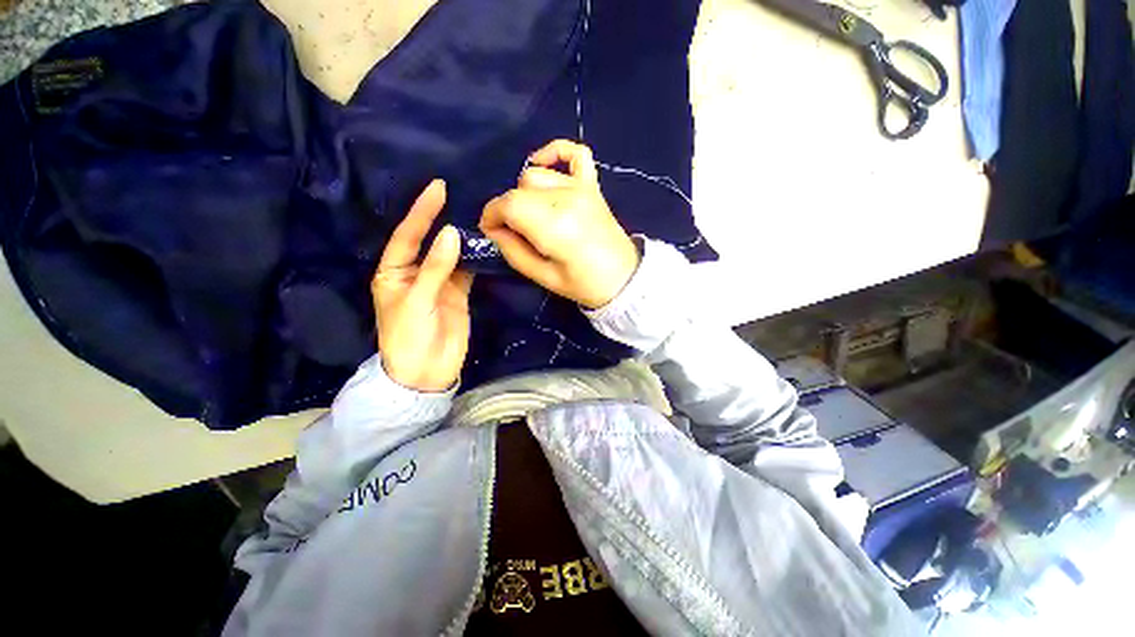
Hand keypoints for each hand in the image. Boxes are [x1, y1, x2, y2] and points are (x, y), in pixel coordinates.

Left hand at [372, 180, 472, 391]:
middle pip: (430, 241)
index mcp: (393, 273)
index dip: (421, 212)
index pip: (407, 236)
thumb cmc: (409, 337)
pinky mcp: (458, 294)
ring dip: (463, 238)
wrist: (427, 373)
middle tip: (460, 194)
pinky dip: (476, 258)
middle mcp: (416, 273)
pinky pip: (467, 271)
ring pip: (452, 255)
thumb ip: (436, 267)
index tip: (438, 188)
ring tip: (478, 215)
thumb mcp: (417, 301)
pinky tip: (486, 244)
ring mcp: (440, 284)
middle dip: (442, 219)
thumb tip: (453, 233)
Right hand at [479, 140, 639, 308]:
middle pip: (519, 189)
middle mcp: (566, 198)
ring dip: (525, 194)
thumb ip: (513, 251)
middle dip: (507, 210)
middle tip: (514, 232)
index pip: (508, 204)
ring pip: (536, 175)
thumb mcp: (543, 277)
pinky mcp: (592, 185)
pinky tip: (543, 164)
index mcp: (554, 226)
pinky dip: (555, 152)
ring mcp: (581, 188)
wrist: (623, 279)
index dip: (492, 215)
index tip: (491, 231)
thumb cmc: (583, 284)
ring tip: (532, 216)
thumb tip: (494, 230)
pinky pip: (574, 153)